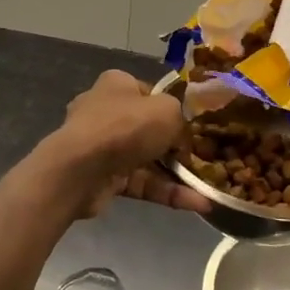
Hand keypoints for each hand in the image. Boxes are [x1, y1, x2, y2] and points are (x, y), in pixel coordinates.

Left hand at [46, 71, 207, 216]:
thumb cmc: (125, 127)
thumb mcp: (167, 111)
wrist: (80, 169)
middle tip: (205, 158)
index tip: (194, 126)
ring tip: (209, 187)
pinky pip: (141, 183)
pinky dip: (166, 192)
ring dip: (177, 174)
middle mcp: (106, 111)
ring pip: (146, 159)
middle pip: (148, 128)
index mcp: (117, 85)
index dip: (172, 108)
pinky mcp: (104, 178)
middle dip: (176, 146)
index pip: (149, 93)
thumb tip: (181, 134)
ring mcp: (102, 146)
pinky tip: (197, 204)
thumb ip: (180, 117)